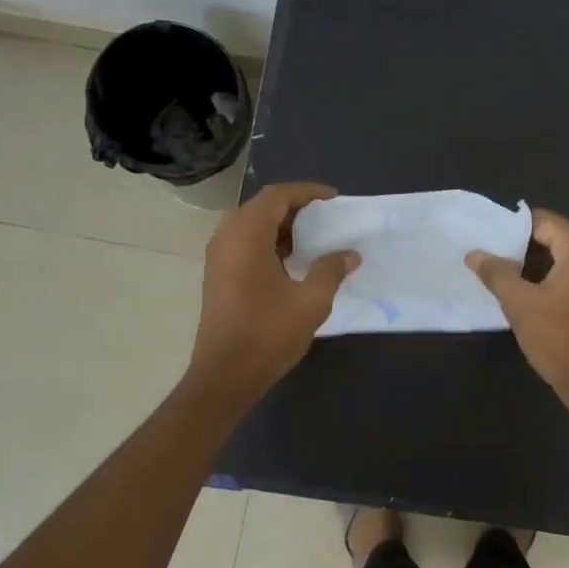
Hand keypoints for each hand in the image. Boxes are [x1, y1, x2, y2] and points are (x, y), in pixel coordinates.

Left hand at [188, 182, 358, 401]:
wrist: (225, 375)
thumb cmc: (268, 333)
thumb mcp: (311, 301)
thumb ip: (331, 270)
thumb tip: (349, 254)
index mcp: (246, 234)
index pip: (277, 195)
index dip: (307, 192)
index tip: (335, 200)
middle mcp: (227, 237)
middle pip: (263, 207)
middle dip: (296, 208)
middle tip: (327, 220)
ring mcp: (218, 257)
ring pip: (252, 226)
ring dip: (283, 227)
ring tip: (315, 240)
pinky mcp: (218, 276)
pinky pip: (245, 244)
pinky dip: (270, 243)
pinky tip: (293, 263)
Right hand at [467, 209, 568, 408]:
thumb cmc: (558, 336)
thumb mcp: (519, 302)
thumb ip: (496, 272)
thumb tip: (474, 253)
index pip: (542, 221)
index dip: (511, 227)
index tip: (484, 236)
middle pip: (552, 237)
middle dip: (519, 246)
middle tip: (486, 254)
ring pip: (559, 258)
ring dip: (530, 264)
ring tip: (497, 272)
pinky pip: (568, 275)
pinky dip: (545, 278)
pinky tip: (521, 291)